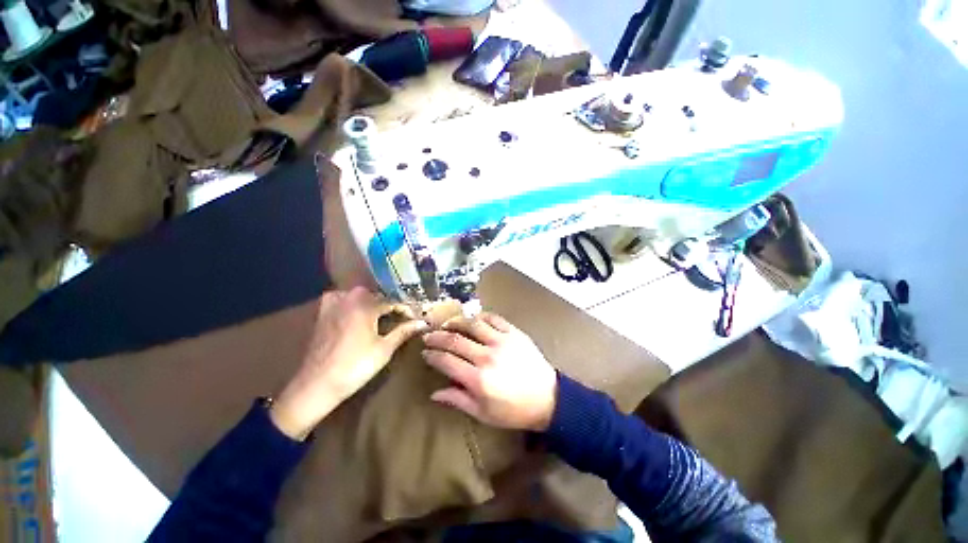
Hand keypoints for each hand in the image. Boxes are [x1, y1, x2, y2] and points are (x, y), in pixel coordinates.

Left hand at [270, 287, 427, 439]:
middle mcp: (348, 299)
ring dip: (371, 302)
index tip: (414, 318)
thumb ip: (404, 331)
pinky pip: (342, 299)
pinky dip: (352, 302)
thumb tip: (423, 323)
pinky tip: (356, 312)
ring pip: (358, 295)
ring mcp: (332, 304)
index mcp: (365, 306)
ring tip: (381, 315)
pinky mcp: (322, 313)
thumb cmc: (355, 367)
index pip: (392, 301)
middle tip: (399, 317)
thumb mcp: (384, 349)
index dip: (405, 309)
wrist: (317, 384)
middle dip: (389, 304)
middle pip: (376, 295)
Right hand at [422, 313, 556, 430]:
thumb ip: (458, 400)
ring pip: (473, 324)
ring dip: (456, 322)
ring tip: (448, 323)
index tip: (425, 352)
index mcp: (478, 379)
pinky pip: (494, 319)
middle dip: (438, 336)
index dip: (433, 355)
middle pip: (455, 340)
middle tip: (429, 335)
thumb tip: (434, 393)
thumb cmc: (514, 411)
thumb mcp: (483, 413)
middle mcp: (487, 356)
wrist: (547, 398)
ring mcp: (502, 341)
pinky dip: (481, 316)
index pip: (447, 361)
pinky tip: (474, 318)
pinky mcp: (514, 333)